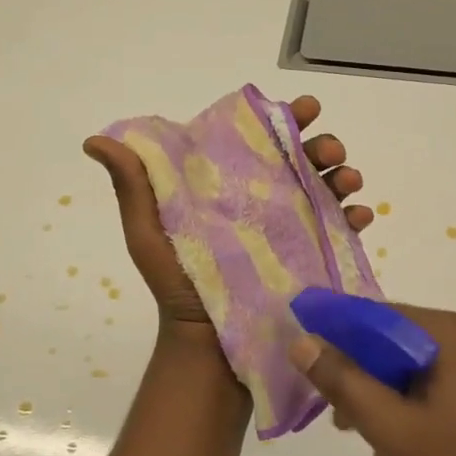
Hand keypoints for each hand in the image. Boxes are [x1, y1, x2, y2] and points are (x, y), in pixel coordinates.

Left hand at [83, 95, 375, 342]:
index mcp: (230, 185)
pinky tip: (359, 216)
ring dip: (344, 175)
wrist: (208, 347)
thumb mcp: (149, 234)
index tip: (305, 108)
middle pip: (303, 158)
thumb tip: (95, 140)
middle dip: (323, 145)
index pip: (261, 139)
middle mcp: (266, 199)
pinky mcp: (313, 257)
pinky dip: (355, 218)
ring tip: (349, 180)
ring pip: (328, 188)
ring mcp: (292, 228)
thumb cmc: (178, 285)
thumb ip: (133, 187)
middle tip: (330, 149)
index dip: (285, 118)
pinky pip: (341, 231)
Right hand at [289, 304, 455, 455]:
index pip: (375, 314)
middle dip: (363, 378)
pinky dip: (417, 406)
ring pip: (418, 366)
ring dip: (388, 398)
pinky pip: (442, 382)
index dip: (337, 334)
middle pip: (396, 342)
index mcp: (446, 330)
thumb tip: (302, 343)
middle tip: (341, 420)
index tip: (311, 363)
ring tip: (372, 445)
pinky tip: (406, 450)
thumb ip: (344, 383)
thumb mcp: (393, 426)